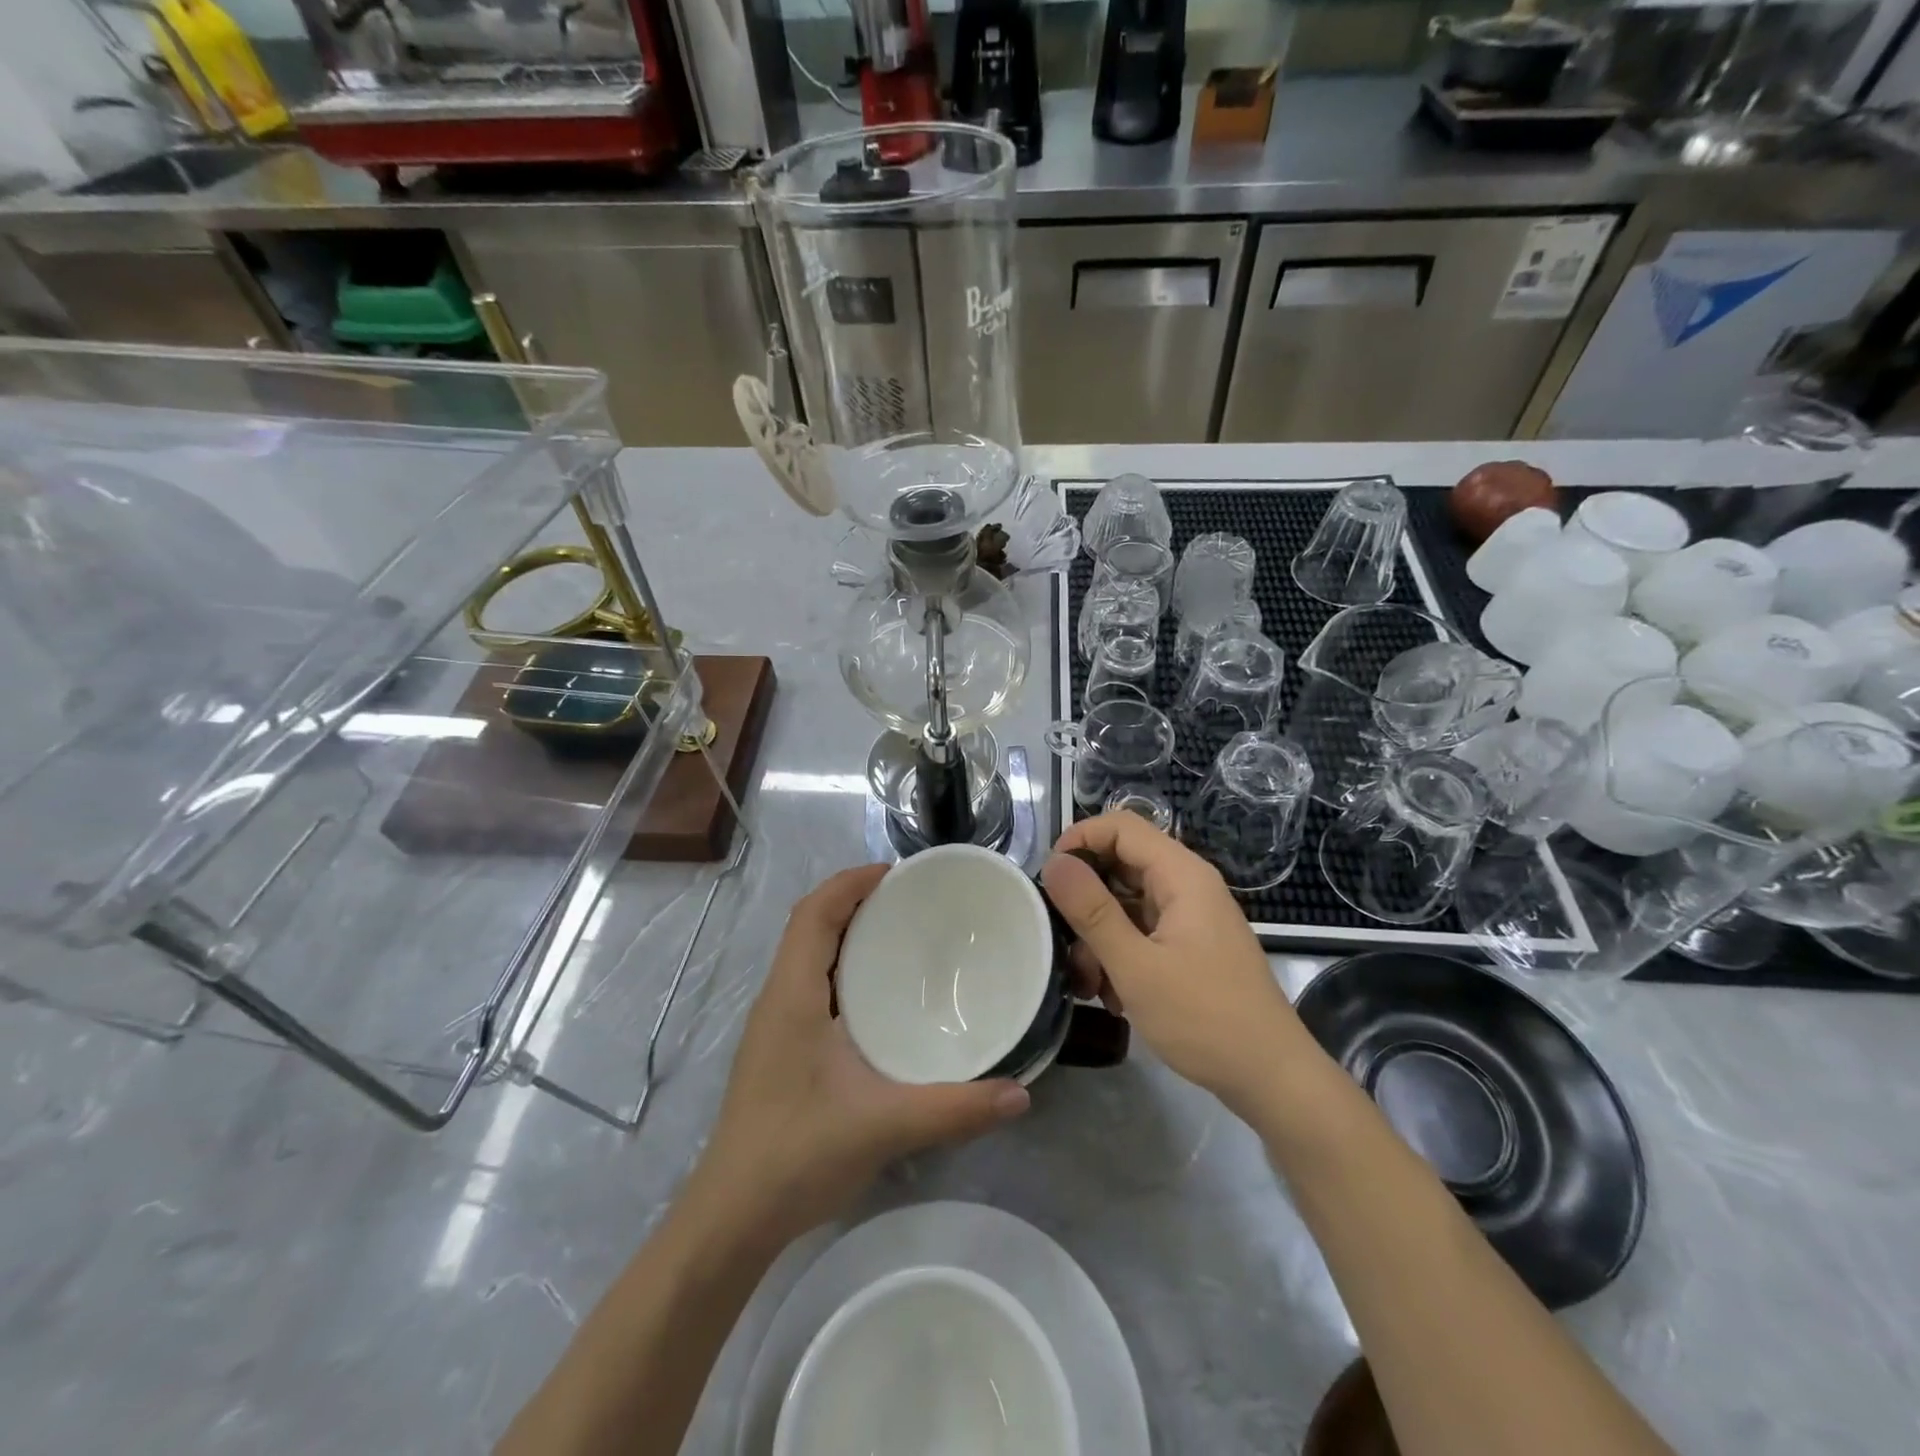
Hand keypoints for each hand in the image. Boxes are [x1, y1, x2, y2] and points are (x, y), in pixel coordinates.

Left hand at [692, 865, 1030, 1242]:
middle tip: (912, 902)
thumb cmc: (796, 1155)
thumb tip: (1020, 1093)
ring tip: (901, 937)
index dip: (850, 882)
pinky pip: (811, 987)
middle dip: (855, 901)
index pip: (814, 913)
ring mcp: (775, 1026)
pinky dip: (843, 970)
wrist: (732, 1219)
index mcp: (792, 995)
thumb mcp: (883, 1126)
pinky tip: (879, 1000)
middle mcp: (778, 999)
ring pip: (808, 957)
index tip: (898, 873)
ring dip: (847, 935)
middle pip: (811, 926)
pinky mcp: (780, 1050)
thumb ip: (954, 1109)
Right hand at [1041, 813, 1316, 1113]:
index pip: (1121, 826)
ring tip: (1088, 984)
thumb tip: (1054, 862)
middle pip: (1120, 864)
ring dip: (1099, 936)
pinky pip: (1142, 931)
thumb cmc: (1204, 1018)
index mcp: (1181, 875)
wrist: (1271, 1078)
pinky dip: (1120, 954)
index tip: (1048, 878)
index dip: (1080, 840)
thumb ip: (1092, 911)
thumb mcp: (1135, 966)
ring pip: (1126, 903)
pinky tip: (1112, 996)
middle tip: (1061, 939)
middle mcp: (1187, 885)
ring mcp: (1190, 917)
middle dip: (1085, 900)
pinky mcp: (1189, 946)